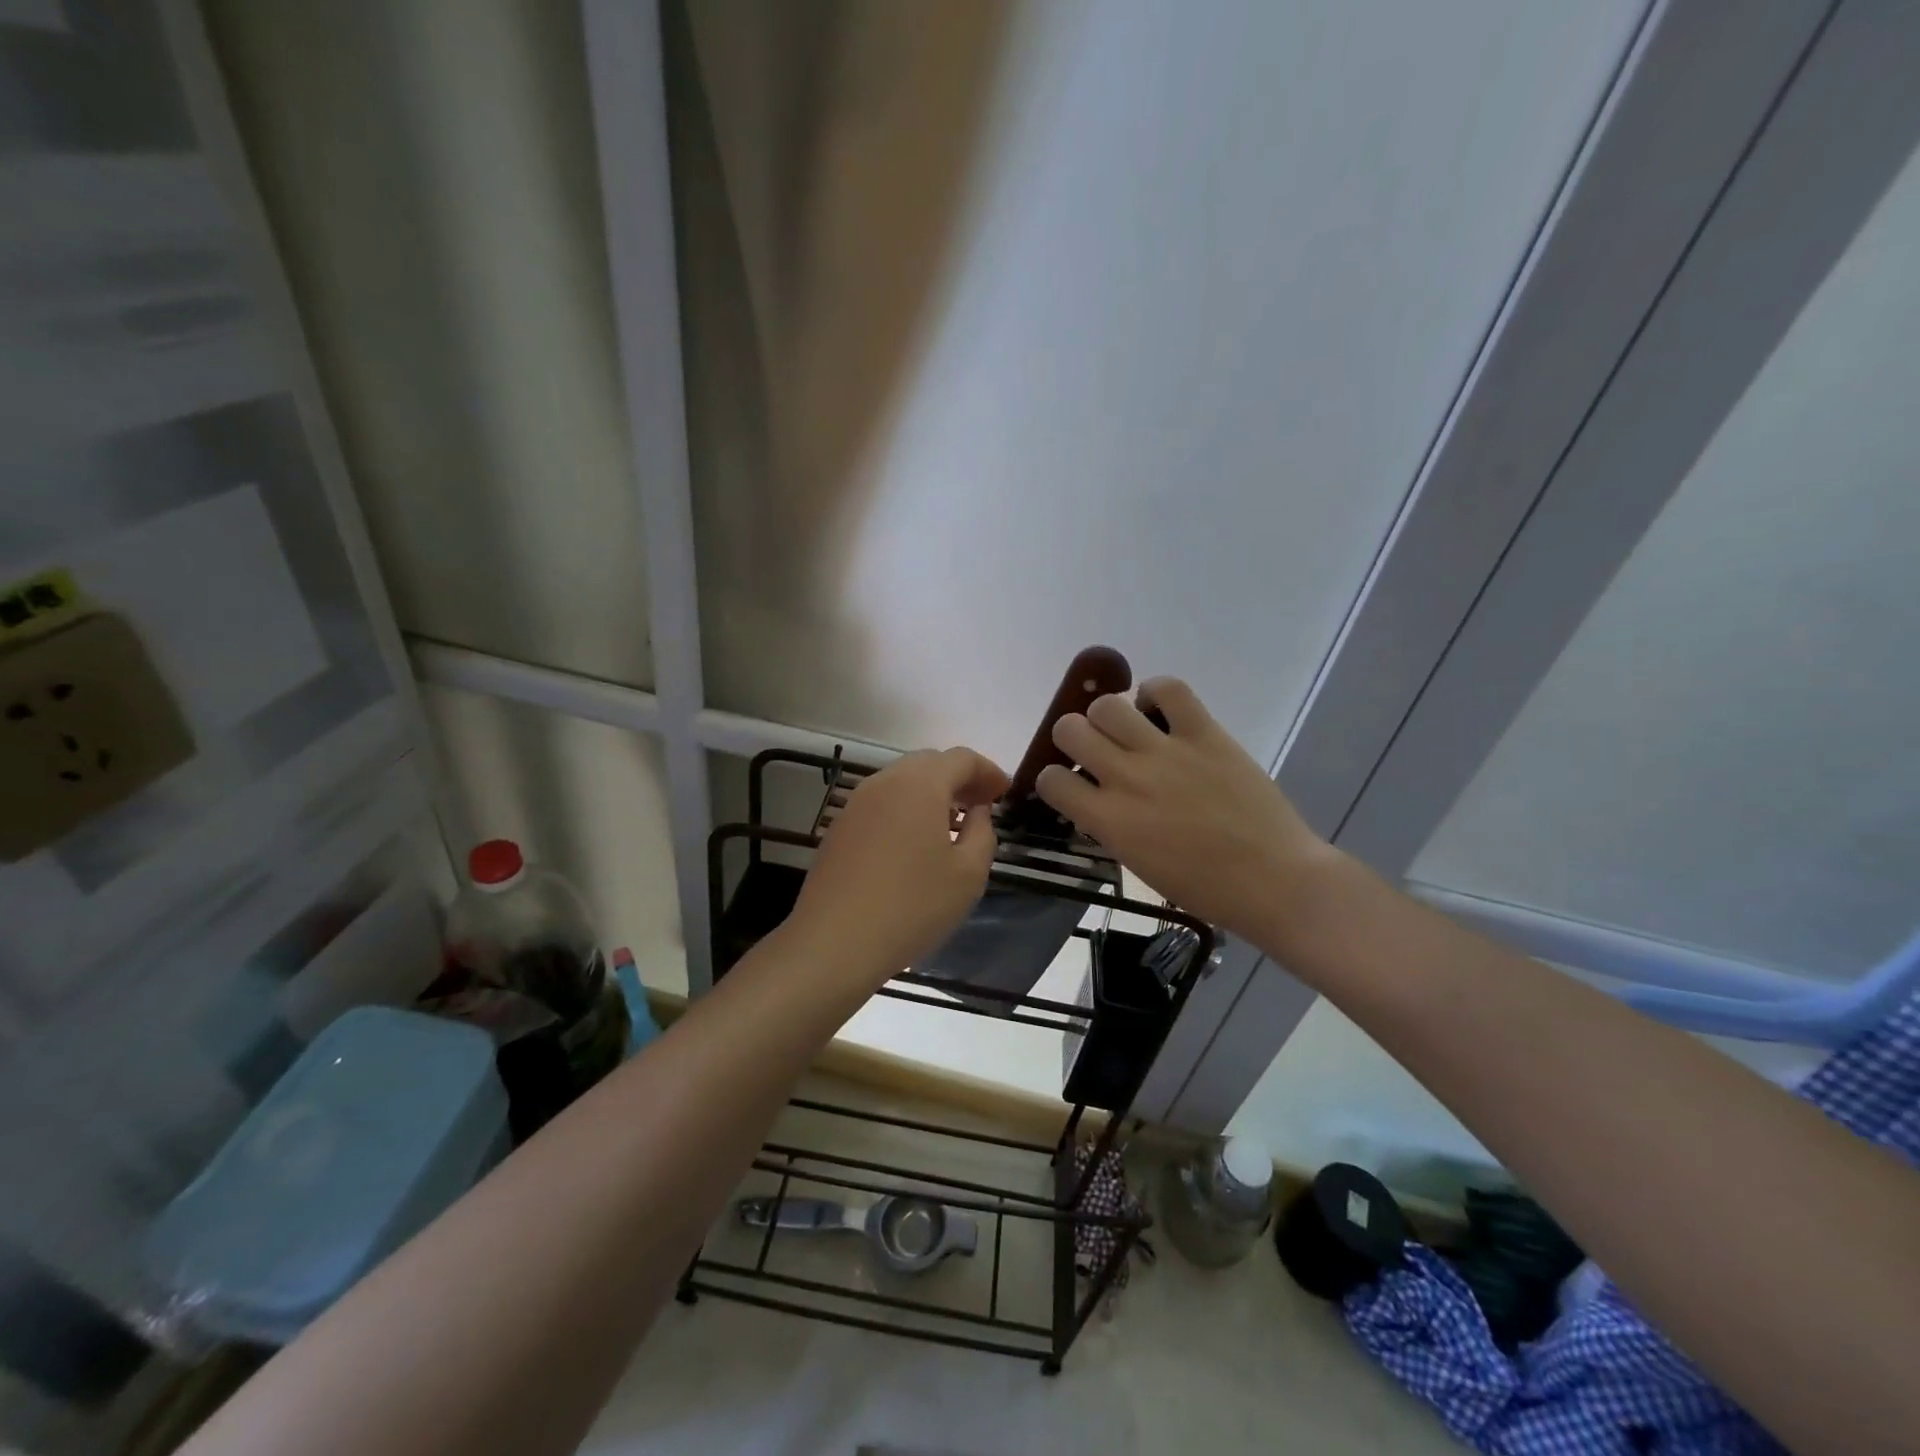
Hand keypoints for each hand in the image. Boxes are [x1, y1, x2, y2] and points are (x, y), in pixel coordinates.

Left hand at [784, 747, 1009, 985]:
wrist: (834, 942)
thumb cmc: (912, 906)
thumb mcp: (968, 874)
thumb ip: (982, 832)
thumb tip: (977, 812)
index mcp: (920, 785)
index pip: (961, 758)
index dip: (988, 771)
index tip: (1005, 793)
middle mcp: (885, 782)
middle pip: (929, 763)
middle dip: (959, 778)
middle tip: (981, 805)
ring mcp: (856, 803)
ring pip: (902, 782)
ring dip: (932, 794)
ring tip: (952, 825)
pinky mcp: (840, 827)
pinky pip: (882, 804)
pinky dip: (906, 810)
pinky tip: (916, 843)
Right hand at [1035, 678, 1332, 940]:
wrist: (1273, 879)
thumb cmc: (1204, 887)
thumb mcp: (1137, 864)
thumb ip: (1109, 826)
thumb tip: (1097, 798)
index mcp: (1108, 820)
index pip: (1051, 780)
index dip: (1053, 779)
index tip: (1070, 783)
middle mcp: (1126, 778)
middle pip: (1069, 729)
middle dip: (1074, 738)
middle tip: (1096, 750)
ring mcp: (1165, 751)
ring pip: (1108, 705)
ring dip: (1108, 716)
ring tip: (1127, 729)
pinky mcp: (1204, 733)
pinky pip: (1169, 689)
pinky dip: (1155, 692)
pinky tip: (1159, 710)